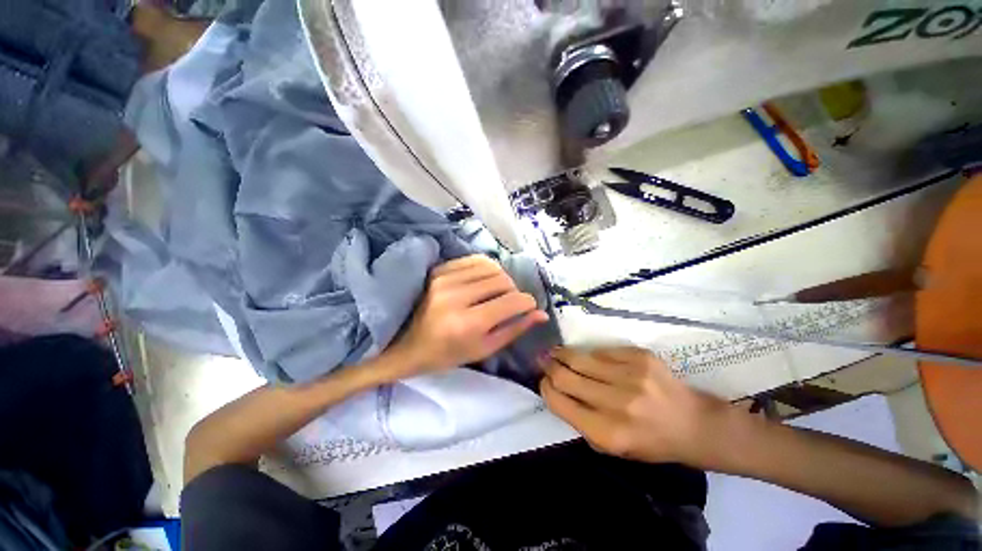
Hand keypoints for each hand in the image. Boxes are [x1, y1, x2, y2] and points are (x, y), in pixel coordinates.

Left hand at [389, 255, 548, 377]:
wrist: (408, 345)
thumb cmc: (447, 354)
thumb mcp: (484, 348)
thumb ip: (514, 329)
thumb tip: (541, 314)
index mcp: (468, 324)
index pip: (511, 301)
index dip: (527, 302)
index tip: (529, 306)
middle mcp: (456, 296)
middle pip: (502, 280)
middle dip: (514, 290)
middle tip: (510, 302)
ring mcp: (445, 279)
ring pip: (491, 267)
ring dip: (501, 279)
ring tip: (496, 292)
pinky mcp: (439, 270)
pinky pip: (474, 260)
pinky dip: (486, 269)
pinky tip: (483, 281)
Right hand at [540, 346, 735, 467]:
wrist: (693, 424)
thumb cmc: (650, 442)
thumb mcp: (611, 447)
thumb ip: (579, 421)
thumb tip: (555, 390)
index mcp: (607, 432)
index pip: (560, 402)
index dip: (545, 388)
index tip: (543, 381)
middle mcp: (617, 402)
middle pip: (566, 376)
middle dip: (549, 367)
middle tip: (543, 360)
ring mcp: (630, 375)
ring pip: (581, 358)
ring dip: (563, 354)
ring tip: (556, 352)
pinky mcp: (640, 357)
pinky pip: (602, 351)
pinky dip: (592, 355)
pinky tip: (589, 357)